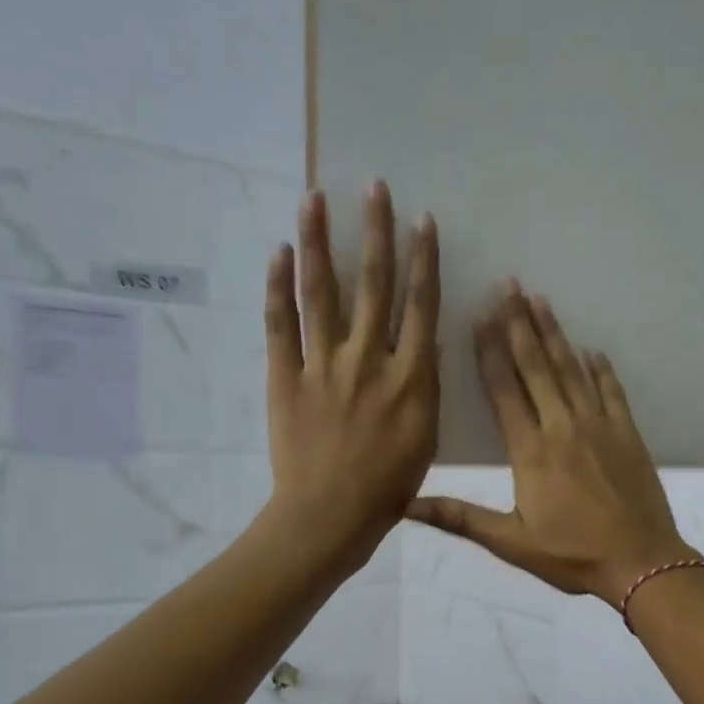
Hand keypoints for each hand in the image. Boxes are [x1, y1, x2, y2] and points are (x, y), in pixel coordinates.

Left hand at [264, 182, 439, 573]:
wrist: (330, 516)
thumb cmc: (388, 487)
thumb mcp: (426, 439)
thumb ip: (424, 388)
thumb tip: (423, 345)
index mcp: (410, 378)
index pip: (420, 306)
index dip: (423, 260)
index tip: (423, 220)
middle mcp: (368, 360)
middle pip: (373, 285)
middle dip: (376, 232)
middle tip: (374, 187)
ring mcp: (323, 365)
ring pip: (321, 292)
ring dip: (318, 242)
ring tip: (314, 198)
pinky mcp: (286, 377)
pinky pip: (280, 324)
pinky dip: (277, 287)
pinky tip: (278, 253)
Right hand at [408, 284, 693, 604]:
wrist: (641, 563)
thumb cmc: (572, 556)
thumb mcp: (511, 542)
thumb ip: (460, 518)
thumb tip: (406, 506)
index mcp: (530, 451)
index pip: (504, 390)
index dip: (490, 351)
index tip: (480, 316)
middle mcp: (562, 427)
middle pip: (537, 367)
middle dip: (519, 324)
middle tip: (509, 285)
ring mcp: (599, 426)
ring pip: (572, 370)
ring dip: (555, 334)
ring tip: (540, 300)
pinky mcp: (628, 434)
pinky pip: (612, 391)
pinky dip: (600, 369)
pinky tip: (592, 350)